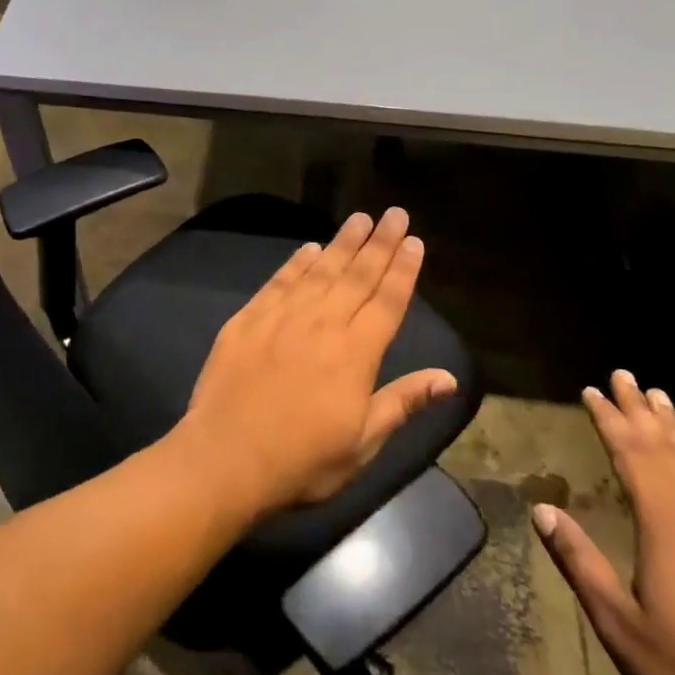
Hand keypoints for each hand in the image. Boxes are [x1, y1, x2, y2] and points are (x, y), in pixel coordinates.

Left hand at [171, 208, 457, 521]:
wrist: (225, 458)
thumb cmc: (302, 461)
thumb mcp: (362, 443)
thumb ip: (403, 402)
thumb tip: (449, 377)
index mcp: (355, 354)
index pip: (387, 302)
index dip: (403, 270)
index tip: (414, 241)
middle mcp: (321, 324)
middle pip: (357, 276)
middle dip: (379, 244)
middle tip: (394, 213)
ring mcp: (281, 318)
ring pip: (319, 271)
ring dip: (342, 244)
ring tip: (359, 219)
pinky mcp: (247, 321)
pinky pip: (278, 283)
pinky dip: (296, 264)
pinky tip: (309, 249)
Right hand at [533, 370, 674, 674]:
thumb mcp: (621, 625)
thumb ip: (580, 562)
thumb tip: (541, 510)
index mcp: (669, 526)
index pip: (633, 455)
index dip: (610, 420)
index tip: (592, 390)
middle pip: (668, 448)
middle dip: (642, 410)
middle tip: (624, 375)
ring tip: (661, 399)